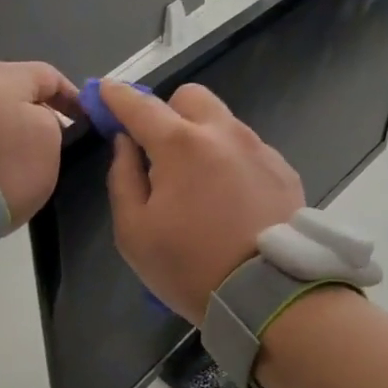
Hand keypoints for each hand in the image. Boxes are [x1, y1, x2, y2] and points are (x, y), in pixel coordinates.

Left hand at [0, 61, 76, 226]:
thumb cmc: (1, 166)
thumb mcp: (48, 143)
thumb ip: (51, 121)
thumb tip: (37, 118)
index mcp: (2, 74)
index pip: (50, 75)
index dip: (73, 98)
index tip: (84, 123)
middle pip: (14, 87)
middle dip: (36, 108)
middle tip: (52, 138)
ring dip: (6, 123)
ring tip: (17, 151)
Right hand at [101, 81, 304, 324]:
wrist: (268, 294)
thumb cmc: (190, 266)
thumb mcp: (134, 232)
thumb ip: (123, 178)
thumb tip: (125, 144)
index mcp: (181, 145)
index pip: (140, 104)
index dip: (116, 96)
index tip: (103, 93)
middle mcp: (224, 133)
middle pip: (190, 97)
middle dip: (168, 112)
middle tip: (159, 150)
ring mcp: (260, 149)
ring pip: (223, 122)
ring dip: (203, 137)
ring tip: (199, 183)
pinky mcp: (283, 170)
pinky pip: (249, 149)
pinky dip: (232, 161)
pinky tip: (232, 200)